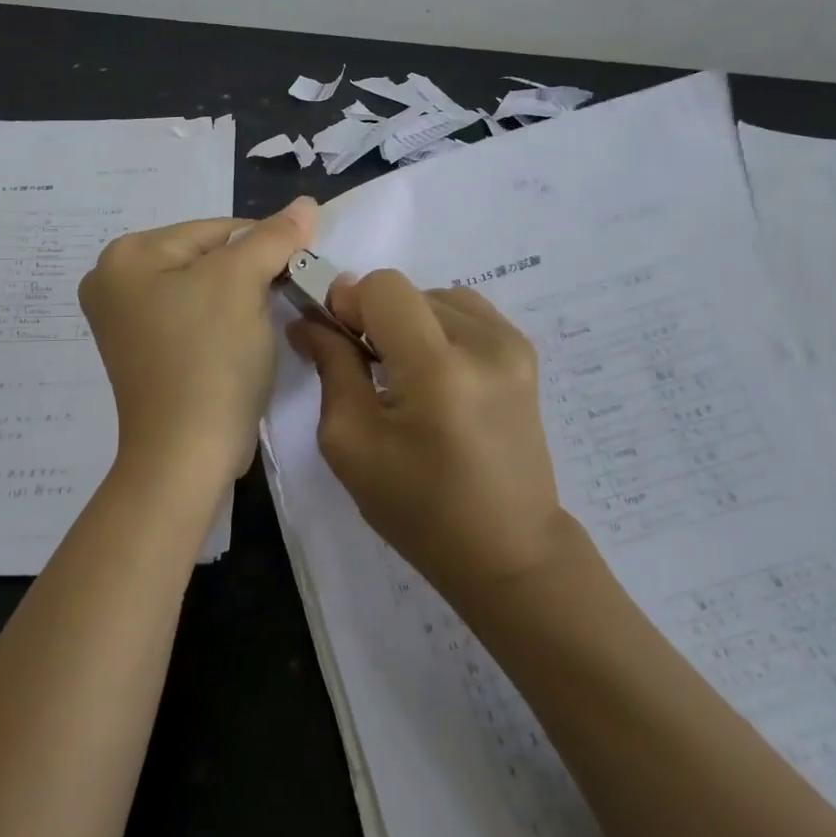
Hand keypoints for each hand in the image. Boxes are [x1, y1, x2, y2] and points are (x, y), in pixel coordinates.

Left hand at [80, 197, 317, 486]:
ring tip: (266, 322)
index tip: (300, 269)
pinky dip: (224, 323)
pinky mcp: (145, 352)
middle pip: (207, 257)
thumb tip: (306, 202)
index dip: (264, 244)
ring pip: (204, 289)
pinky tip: (242, 342)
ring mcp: (126, 321)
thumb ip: (274, 237)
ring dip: (242, 298)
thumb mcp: (242, 283)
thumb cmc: (209, 357)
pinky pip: (194, 318)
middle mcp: (113, 282)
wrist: (186, 455)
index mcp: (125, 256)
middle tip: (287, 297)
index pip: (214, 229)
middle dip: (250, 273)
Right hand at [287, 270, 573, 598]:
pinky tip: (436, 373)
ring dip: (408, 322)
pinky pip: (466, 312)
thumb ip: (331, 367)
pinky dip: (438, 328)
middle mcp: (484, 342)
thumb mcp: (351, 444)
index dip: (349, 301)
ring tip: (405, 373)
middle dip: (374, 316)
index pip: (384, 287)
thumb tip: (309, 320)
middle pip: (407, 290)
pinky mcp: (525, 353)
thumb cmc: (419, 509)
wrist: (509, 549)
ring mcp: (512, 344)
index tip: (336, 337)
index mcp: (438, 369)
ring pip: (435, 297)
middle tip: (366, 365)